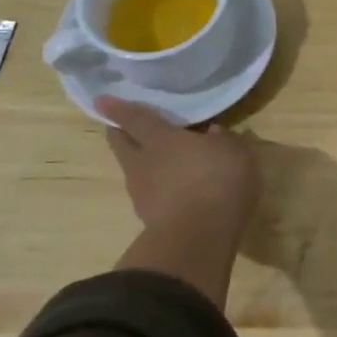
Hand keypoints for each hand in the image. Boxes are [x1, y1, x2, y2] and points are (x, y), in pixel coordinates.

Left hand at [99, 97, 260, 305]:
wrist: (199, 236)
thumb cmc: (217, 180)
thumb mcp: (234, 152)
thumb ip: (224, 140)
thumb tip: (214, 132)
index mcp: (161, 139)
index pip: (134, 118)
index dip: (118, 108)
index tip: (101, 100)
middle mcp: (143, 163)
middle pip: (121, 143)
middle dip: (119, 133)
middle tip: (123, 126)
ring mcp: (142, 193)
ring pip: (133, 170)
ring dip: (140, 162)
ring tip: (156, 160)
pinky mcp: (149, 219)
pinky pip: (149, 194)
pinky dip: (156, 188)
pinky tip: (173, 189)